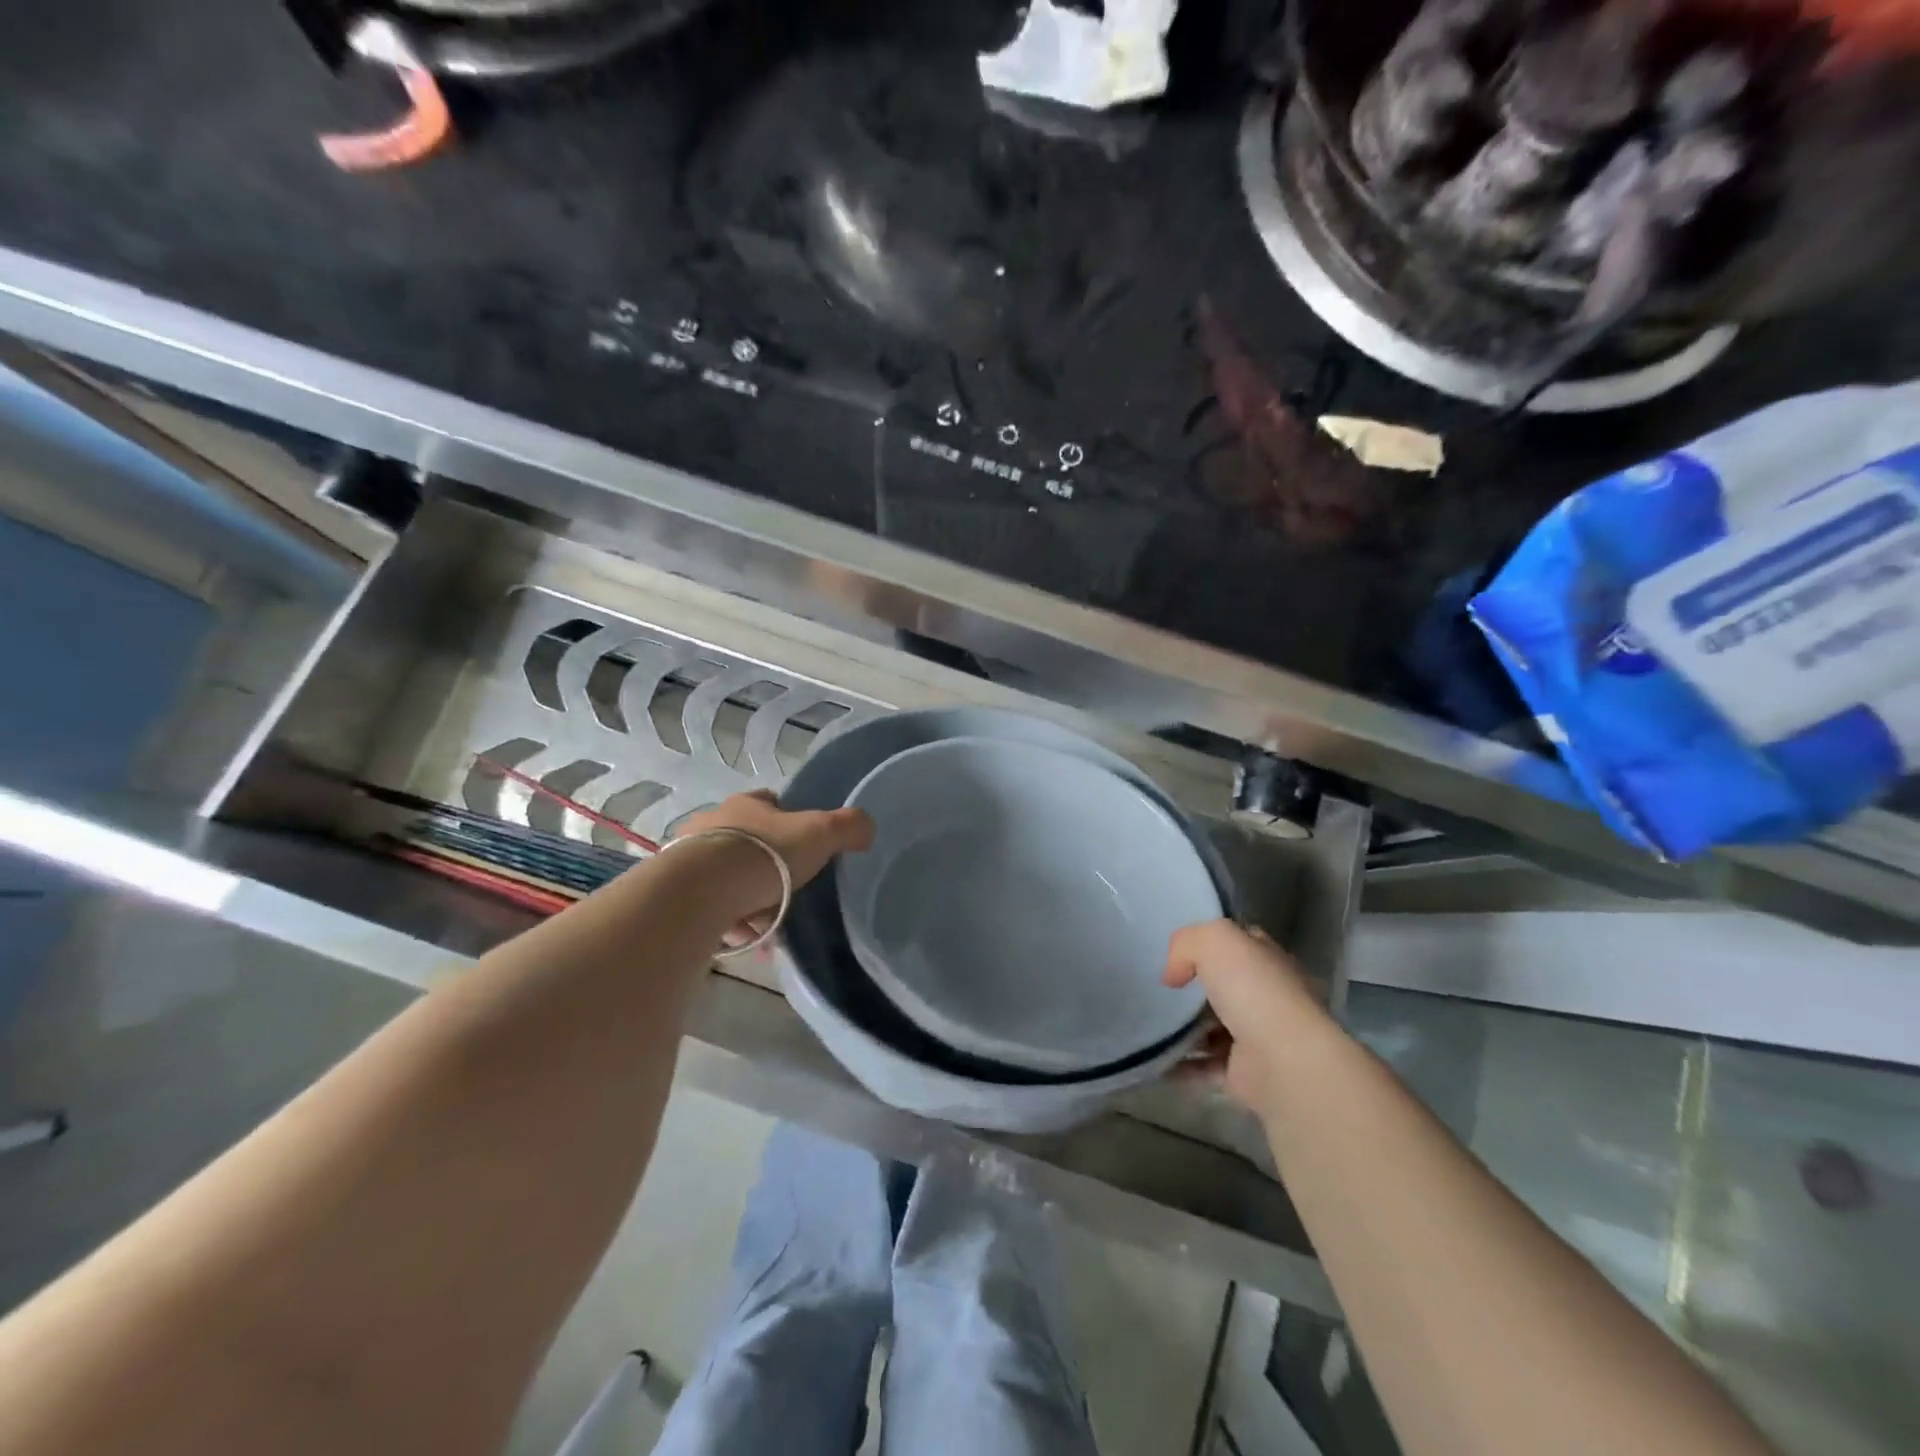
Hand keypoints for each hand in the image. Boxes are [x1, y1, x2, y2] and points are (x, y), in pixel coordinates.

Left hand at [675, 790, 873, 942]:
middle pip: (747, 840)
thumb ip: (848, 827)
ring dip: (747, 898)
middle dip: (767, 866)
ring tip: (767, 925)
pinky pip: (711, 906)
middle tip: (787, 892)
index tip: (802, 843)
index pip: (769, 800)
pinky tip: (744, 939)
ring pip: (727, 876)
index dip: (787, 818)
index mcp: (747, 805)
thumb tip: (867, 828)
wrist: (702, 891)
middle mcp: (714, 824)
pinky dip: (728, 921)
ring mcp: (690, 858)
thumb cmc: (765, 853)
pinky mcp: (678, 892)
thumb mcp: (820, 833)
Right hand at [1164, 920, 1328, 1114]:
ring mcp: (1257, 1038)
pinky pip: (1205, 1067)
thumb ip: (1186, 944)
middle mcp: (1267, 997)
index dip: (1208, 944)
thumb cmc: (1255, 991)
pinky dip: (1182, 1066)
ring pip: (1212, 1029)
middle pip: (1222, 987)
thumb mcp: (1215, 941)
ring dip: (1183, 1030)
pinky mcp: (1244, 1073)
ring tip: (1149, 1025)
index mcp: (1268, 960)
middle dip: (1191, 990)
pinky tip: (1156, 1060)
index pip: (1239, 944)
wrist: (1285, 1062)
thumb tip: (1173, 976)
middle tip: (1158, 990)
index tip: (1176, 954)